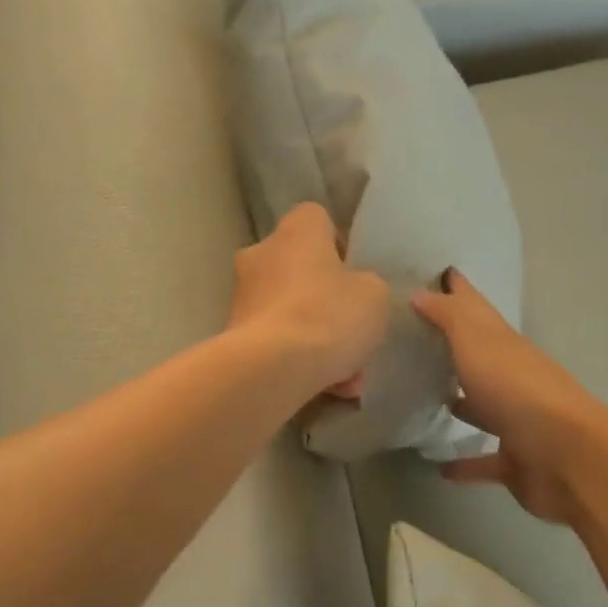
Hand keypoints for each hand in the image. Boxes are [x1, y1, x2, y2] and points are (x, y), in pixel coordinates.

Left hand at [229, 203, 391, 400]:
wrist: (272, 368)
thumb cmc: (330, 315)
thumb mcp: (375, 295)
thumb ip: (367, 285)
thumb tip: (354, 291)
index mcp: (297, 231)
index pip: (316, 218)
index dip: (338, 244)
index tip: (354, 275)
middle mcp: (261, 253)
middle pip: (299, 268)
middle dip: (324, 297)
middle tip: (349, 328)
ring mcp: (242, 295)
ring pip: (289, 310)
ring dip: (314, 336)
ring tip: (346, 377)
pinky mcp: (232, 334)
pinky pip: (275, 341)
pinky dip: (297, 359)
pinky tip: (325, 388)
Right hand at [410, 271, 607, 524]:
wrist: (565, 454)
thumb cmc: (515, 387)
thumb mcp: (476, 340)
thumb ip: (448, 316)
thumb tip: (421, 292)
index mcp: (503, 343)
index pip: (476, 308)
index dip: (458, 290)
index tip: (440, 273)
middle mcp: (511, 376)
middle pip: (480, 355)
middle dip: (455, 346)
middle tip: (418, 340)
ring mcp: (517, 420)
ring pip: (484, 406)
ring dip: (463, 403)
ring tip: (426, 398)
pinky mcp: (516, 460)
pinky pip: (485, 460)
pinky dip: (465, 463)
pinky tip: (439, 467)